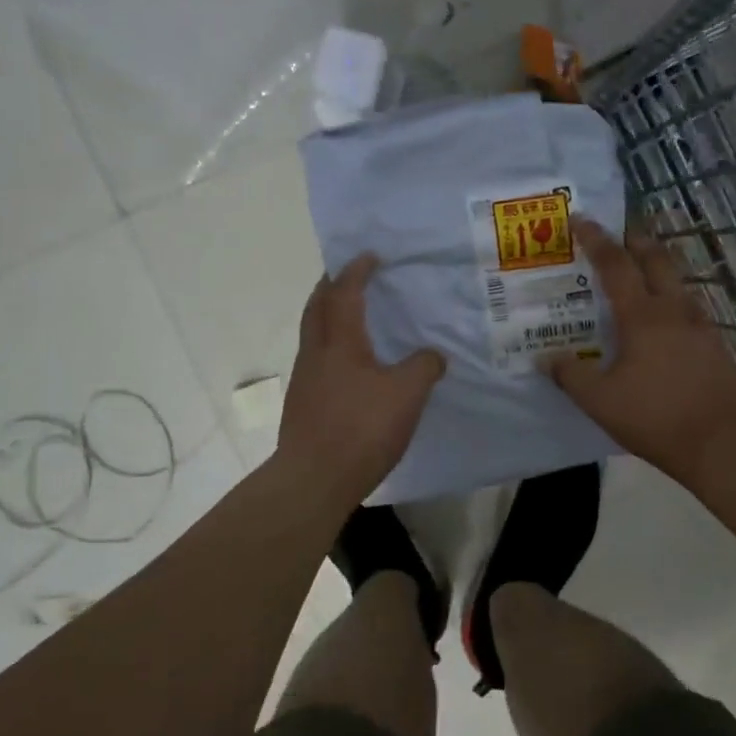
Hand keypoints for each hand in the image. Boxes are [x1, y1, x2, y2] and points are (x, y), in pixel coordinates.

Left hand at [276, 254, 445, 510]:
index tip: (369, 256)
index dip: (356, 271)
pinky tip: (350, 367)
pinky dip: (331, 348)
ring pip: (313, 335)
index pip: (344, 292)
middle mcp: (315, 353)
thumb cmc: (361, 428)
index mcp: (339, 342)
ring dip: (327, 318)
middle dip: (330, 286)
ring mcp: (304, 380)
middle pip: (316, 307)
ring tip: (351, 318)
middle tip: (348, 276)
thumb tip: (433, 355)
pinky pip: (317, 361)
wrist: (314, 479)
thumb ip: (424, 367)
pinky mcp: (303, 406)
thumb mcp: (407, 394)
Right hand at [547, 218, 735, 485]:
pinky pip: (689, 307)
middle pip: (656, 259)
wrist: (723, 443)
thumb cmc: (655, 417)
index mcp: (642, 316)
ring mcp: (700, 325)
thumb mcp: (600, 401)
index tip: (580, 219)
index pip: (615, 264)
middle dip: (635, 239)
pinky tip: (665, 318)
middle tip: (617, 232)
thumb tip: (546, 358)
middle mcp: (674, 310)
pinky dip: (671, 297)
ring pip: (677, 281)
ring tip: (639, 272)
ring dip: (657, 266)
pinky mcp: (715, 344)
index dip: (596, 239)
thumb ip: (570, 375)